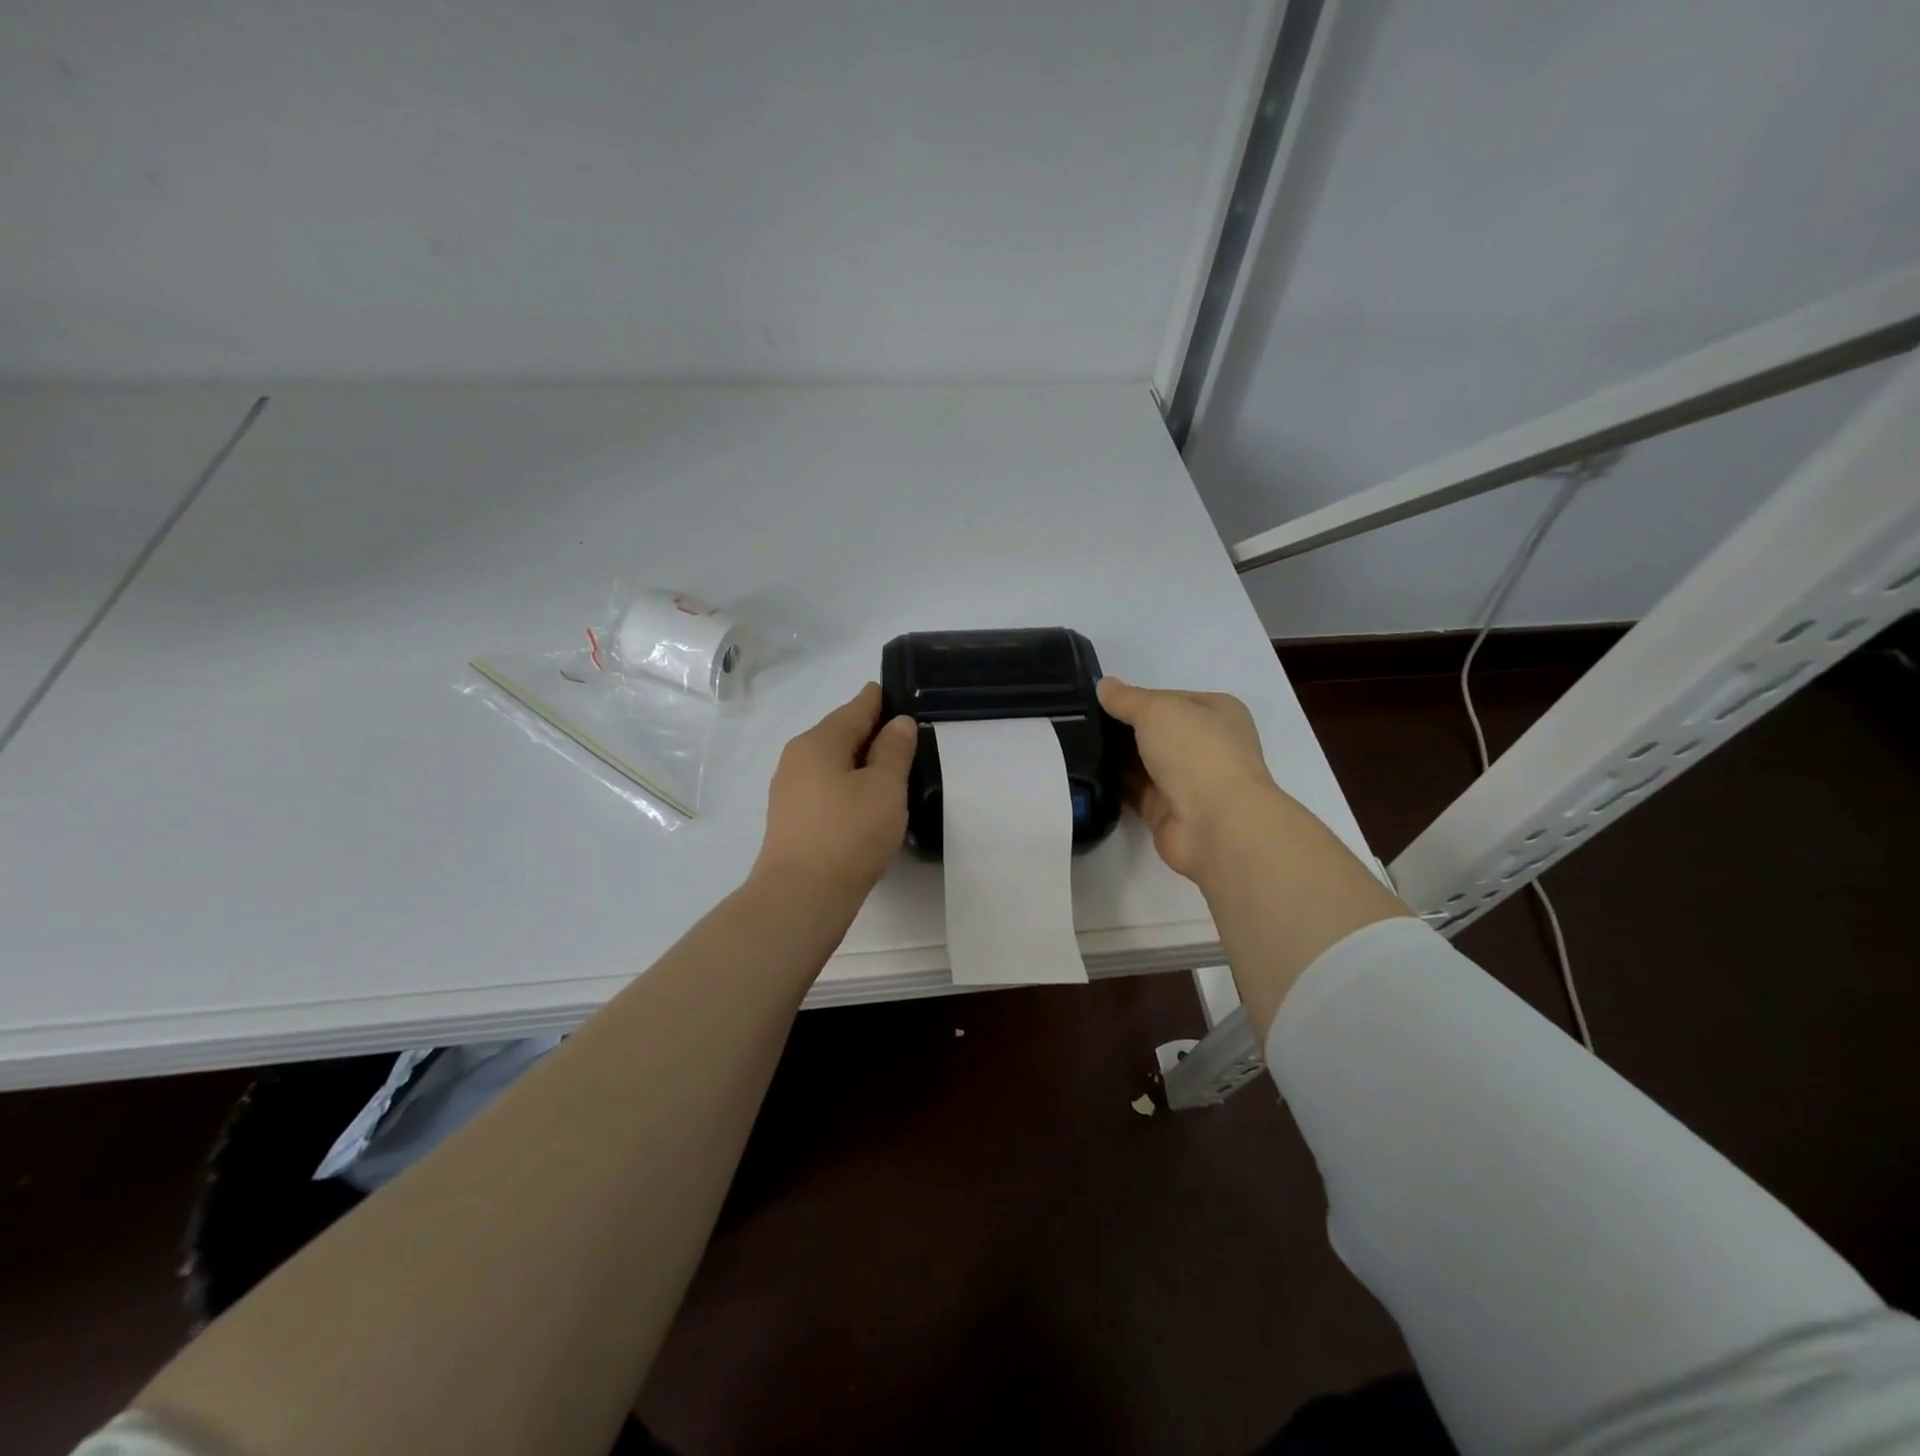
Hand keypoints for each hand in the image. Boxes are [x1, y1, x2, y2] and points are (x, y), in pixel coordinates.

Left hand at [755, 682, 916, 899]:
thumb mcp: (884, 788)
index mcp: (819, 741)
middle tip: (907, 738)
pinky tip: (866, 803)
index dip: (880, 700)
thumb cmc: (849, 834)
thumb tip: (898, 723)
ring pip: (832, 763)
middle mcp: (797, 758)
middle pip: (841, 734)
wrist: (801, 898)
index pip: (856, 708)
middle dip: (872, 733)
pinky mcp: (791, 819)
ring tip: (892, 772)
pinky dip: (848, 786)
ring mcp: (789, 790)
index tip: (900, 696)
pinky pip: (826, 788)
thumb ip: (894, 751)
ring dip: (860, 763)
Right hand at [1097, 677, 1278, 879]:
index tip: (1099, 700)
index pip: (1169, 699)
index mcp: (1217, 713)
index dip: (1136, 698)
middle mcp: (1207, 745)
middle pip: (1155, 731)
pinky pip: (1134, 791)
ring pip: (1143, 762)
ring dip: (1115, 757)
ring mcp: (1188, 781)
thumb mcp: (1158, 709)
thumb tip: (1104, 685)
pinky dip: (1114, 784)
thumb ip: (1127, 698)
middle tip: (1078, 722)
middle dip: (1122, 729)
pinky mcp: (1168, 811)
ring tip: (1073, 745)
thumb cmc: (1196, 751)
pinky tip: (1083, 774)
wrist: (1215, 823)